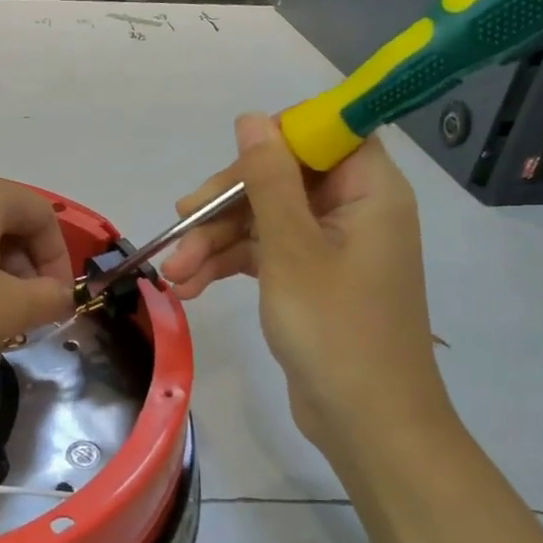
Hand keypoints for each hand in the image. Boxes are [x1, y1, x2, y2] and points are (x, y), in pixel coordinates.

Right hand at [161, 115, 451, 451]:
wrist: (367, 424)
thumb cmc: (335, 330)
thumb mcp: (291, 249)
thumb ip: (268, 180)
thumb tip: (251, 118)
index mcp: (369, 191)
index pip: (325, 135)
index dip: (277, 140)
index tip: (232, 166)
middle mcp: (353, 210)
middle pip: (282, 178)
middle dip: (227, 202)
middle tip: (181, 220)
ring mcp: (331, 247)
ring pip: (265, 218)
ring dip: (217, 240)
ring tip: (173, 272)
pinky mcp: (311, 278)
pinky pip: (266, 253)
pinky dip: (230, 265)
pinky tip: (190, 285)